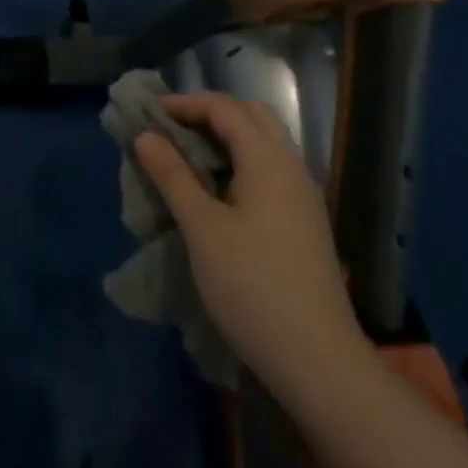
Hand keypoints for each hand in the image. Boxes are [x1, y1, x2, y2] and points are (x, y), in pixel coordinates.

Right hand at [134, 92, 359, 391]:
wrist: (321, 364)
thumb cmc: (253, 287)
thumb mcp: (202, 228)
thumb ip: (173, 176)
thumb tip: (146, 135)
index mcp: (267, 158)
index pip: (224, 108)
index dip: (185, 103)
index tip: (150, 113)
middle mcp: (290, 166)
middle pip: (251, 116)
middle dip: (211, 113)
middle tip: (175, 129)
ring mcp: (303, 196)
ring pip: (265, 143)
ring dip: (228, 138)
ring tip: (192, 157)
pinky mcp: (306, 223)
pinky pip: (272, 169)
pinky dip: (242, 162)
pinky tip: (221, 191)